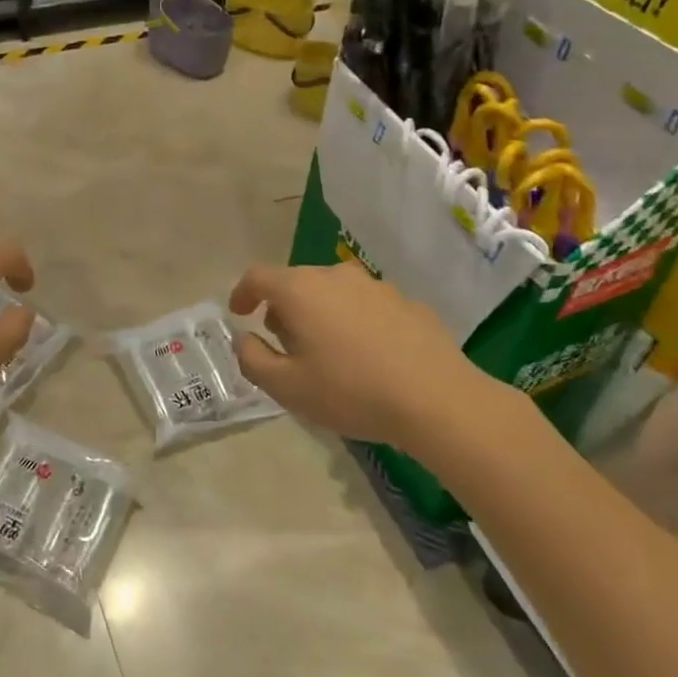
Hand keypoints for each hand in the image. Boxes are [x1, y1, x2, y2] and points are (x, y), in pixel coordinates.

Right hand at [227, 261, 515, 454]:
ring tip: (328, 351)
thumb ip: (253, 359)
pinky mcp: (406, 302)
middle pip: (296, 282)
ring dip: (320, 313)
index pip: (258, 276)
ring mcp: (374, 285)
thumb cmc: (351, 391)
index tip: (240, 313)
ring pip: (332, 291)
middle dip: (282, 308)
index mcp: (300, 290)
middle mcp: (334, 276)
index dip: (242, 292)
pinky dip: (354, 321)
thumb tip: (245, 339)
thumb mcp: (287, 387)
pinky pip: (365, 305)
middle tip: (285, 343)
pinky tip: (367, 356)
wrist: (437, 399)